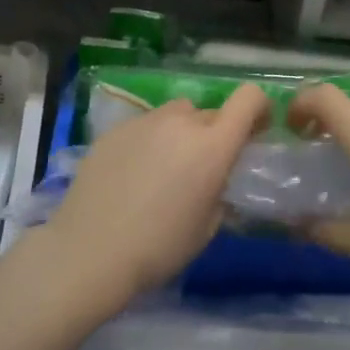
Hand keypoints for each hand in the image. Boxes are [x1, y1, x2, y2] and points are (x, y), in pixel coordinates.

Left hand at [42, 84, 268, 301]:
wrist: (90, 251)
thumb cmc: (159, 247)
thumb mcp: (207, 226)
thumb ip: (220, 189)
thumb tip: (216, 177)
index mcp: (213, 146)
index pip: (249, 99)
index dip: (259, 108)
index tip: (257, 129)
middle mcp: (182, 122)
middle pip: (211, 112)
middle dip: (216, 133)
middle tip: (203, 167)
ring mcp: (145, 121)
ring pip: (176, 114)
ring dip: (182, 132)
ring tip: (165, 167)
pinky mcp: (115, 129)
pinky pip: (145, 126)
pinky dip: (150, 141)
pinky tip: (133, 174)